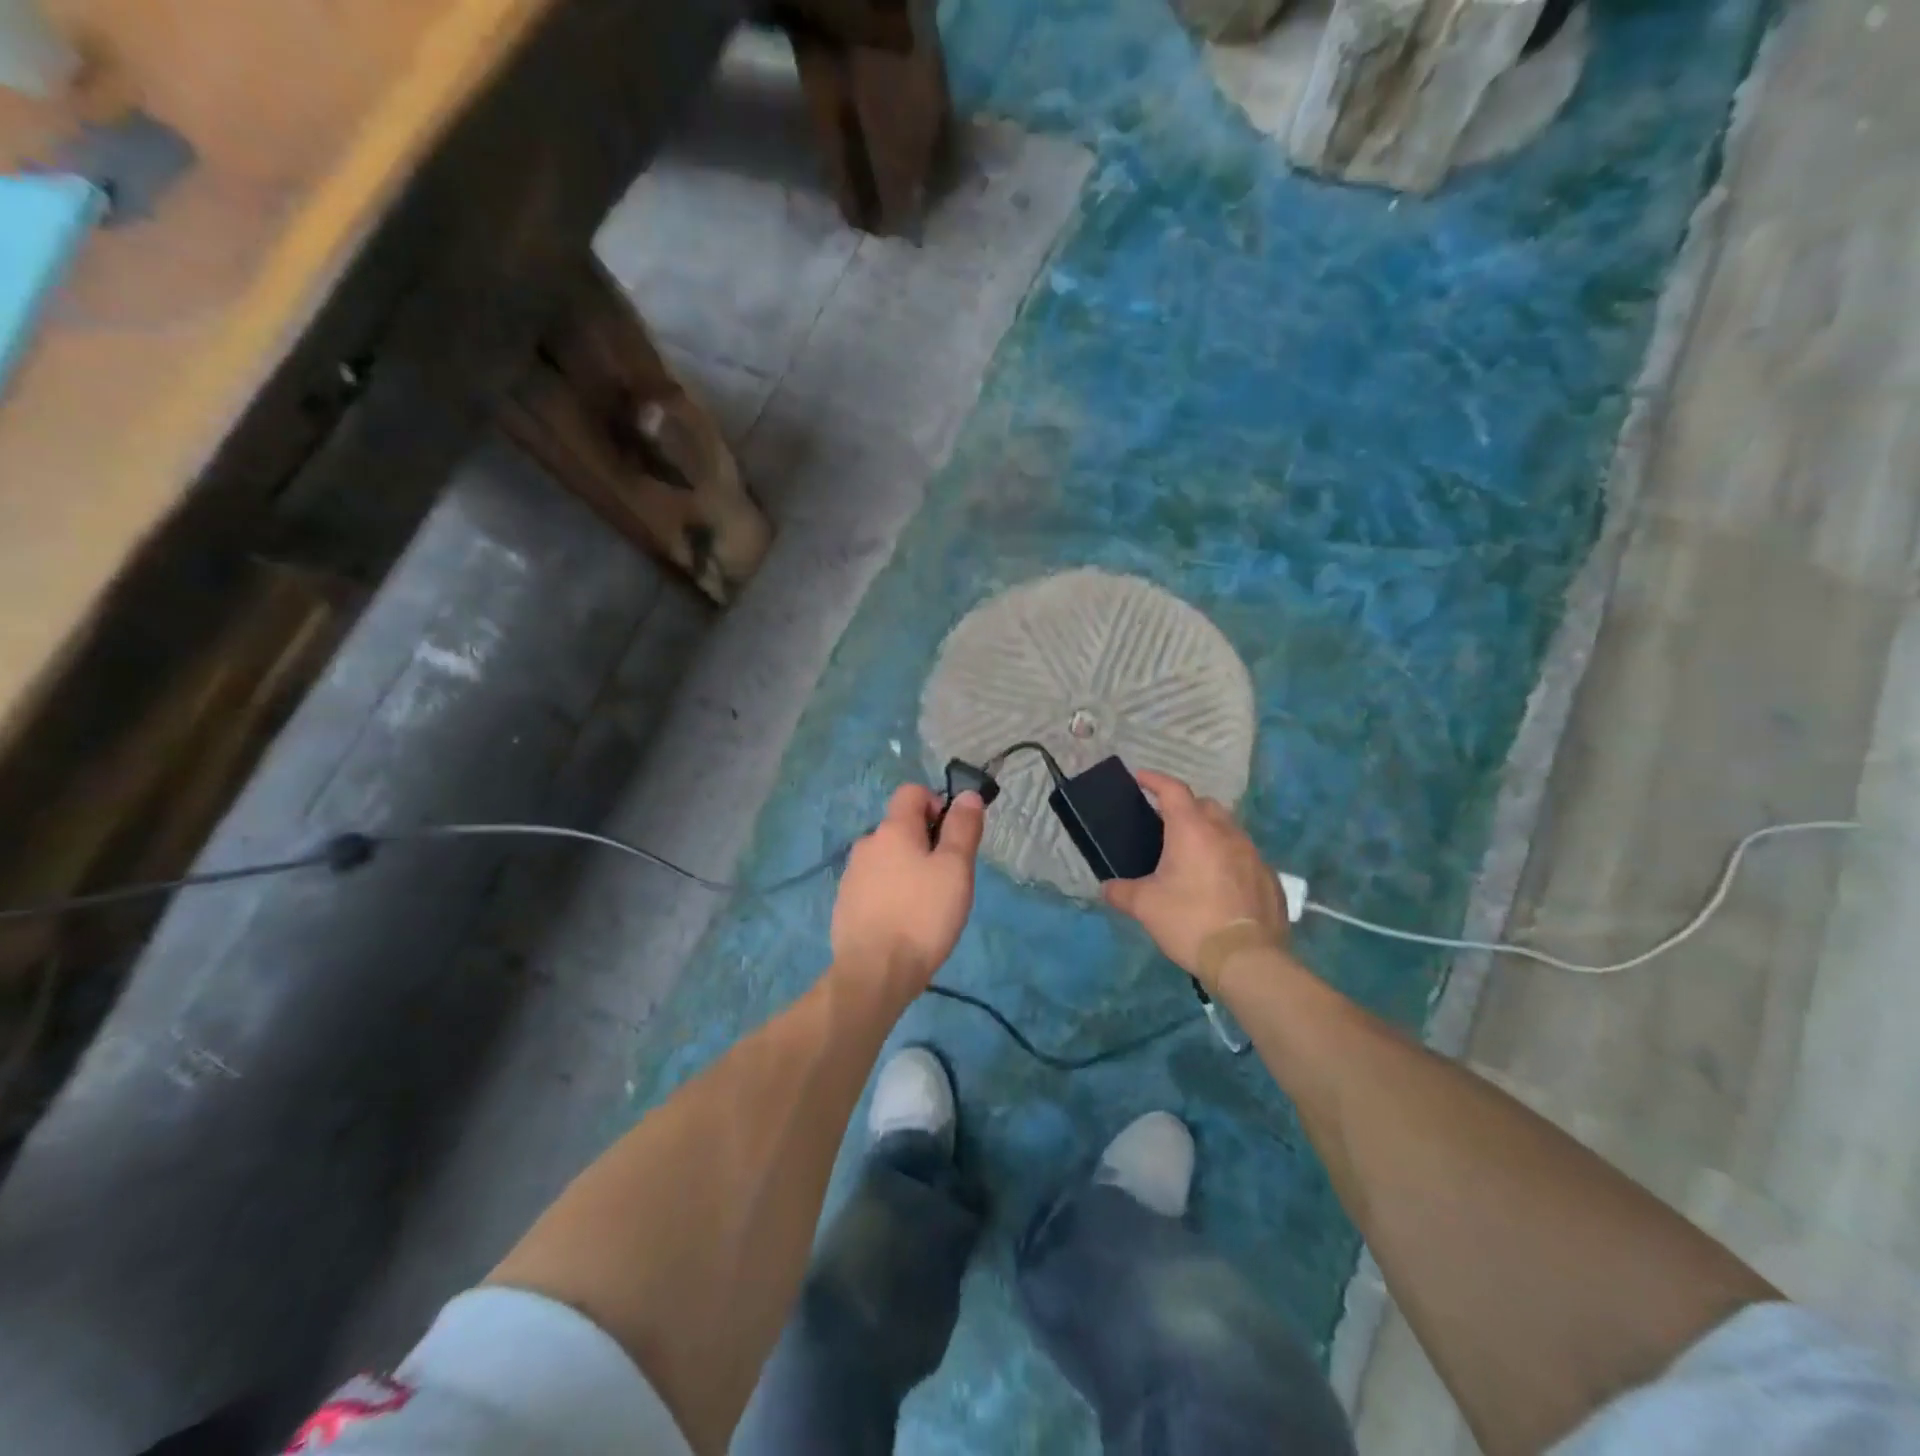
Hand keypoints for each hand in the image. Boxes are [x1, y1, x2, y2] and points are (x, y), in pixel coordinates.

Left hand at [831, 784, 984, 994]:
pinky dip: (890, 893)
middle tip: (946, 879)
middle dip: (925, 843)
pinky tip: (903, 923)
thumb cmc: (923, 915)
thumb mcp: (955, 869)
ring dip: (907, 870)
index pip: (912, 792)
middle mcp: (867, 844)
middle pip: (900, 827)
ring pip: (887, 858)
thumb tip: (967, 795)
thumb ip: (963, 828)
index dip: (937, 804)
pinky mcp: (845, 904)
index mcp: (893, 829)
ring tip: (926, 906)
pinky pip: (874, 885)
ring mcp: (851, 875)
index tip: (952, 837)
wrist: (874, 973)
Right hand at [1102, 770, 1287, 989]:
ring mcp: (1253, 855)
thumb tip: (1106, 888)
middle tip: (1165, 826)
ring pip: (1229, 830)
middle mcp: (1226, 833)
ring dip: (1210, 834)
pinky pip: (1245, 857)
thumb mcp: (1145, 906)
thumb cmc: (1189, 921)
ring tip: (1192, 857)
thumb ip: (1121, 891)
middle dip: (1185, 808)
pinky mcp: (1270, 879)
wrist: (1247, 958)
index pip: (1173, 790)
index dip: (1154, 780)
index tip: (1139, 778)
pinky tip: (1219, 884)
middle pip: (1205, 806)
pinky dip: (1229, 860)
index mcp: (1192, 830)